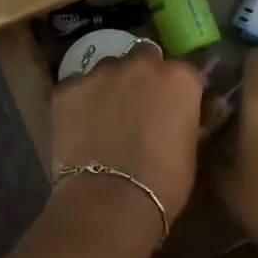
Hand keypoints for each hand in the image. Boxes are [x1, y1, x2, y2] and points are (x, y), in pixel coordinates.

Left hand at [49, 45, 204, 225]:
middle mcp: (142, 65)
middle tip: (139, 105)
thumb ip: (185, 118)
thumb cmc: (164, 183)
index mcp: (179, 78)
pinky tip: (79, 125)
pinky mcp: (67, 89)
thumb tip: (179, 115)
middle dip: (143, 75)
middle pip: (144, 57)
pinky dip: (80, 101)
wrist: (110, 200)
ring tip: (105, 115)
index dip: (177, 90)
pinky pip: (76, 86)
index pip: (184, 72)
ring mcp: (101, 73)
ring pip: (108, 69)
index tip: (173, 107)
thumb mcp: (190, 147)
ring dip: (111, 85)